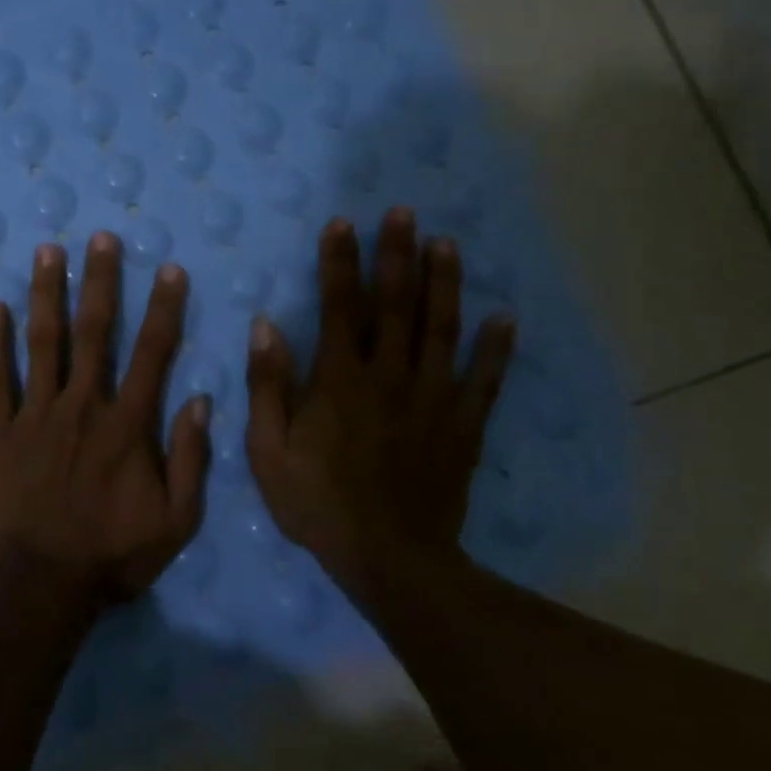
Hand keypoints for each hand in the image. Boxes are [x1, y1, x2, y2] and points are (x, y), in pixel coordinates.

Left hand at [0, 231, 211, 603]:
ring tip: (48, 251)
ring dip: (47, 293)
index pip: (152, 354)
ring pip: (43, 342)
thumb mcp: (177, 521)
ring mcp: (35, 415)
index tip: (167, 269)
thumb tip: (202, 401)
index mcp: (127, 425)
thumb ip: (191, 459)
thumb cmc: (113, 555)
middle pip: (94, 332)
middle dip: (100, 281)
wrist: (40, 583)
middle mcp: (82, 406)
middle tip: (100, 237)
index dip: (163, 308)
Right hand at [244, 210, 514, 592]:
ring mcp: (432, 399)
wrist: (389, 558)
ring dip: (444, 284)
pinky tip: (505, 318)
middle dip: (397, 255)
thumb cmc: (317, 503)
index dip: (339, 263)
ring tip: (447, 244)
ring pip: (441, 330)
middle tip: (404, 213)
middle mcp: (389, 376)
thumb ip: (268, 385)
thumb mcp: (268, 450)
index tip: (342, 224)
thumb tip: (266, 326)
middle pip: (396, 305)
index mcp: (339, 380)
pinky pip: (484, 381)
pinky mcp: (462, 427)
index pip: (339, 307)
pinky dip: (496, 350)